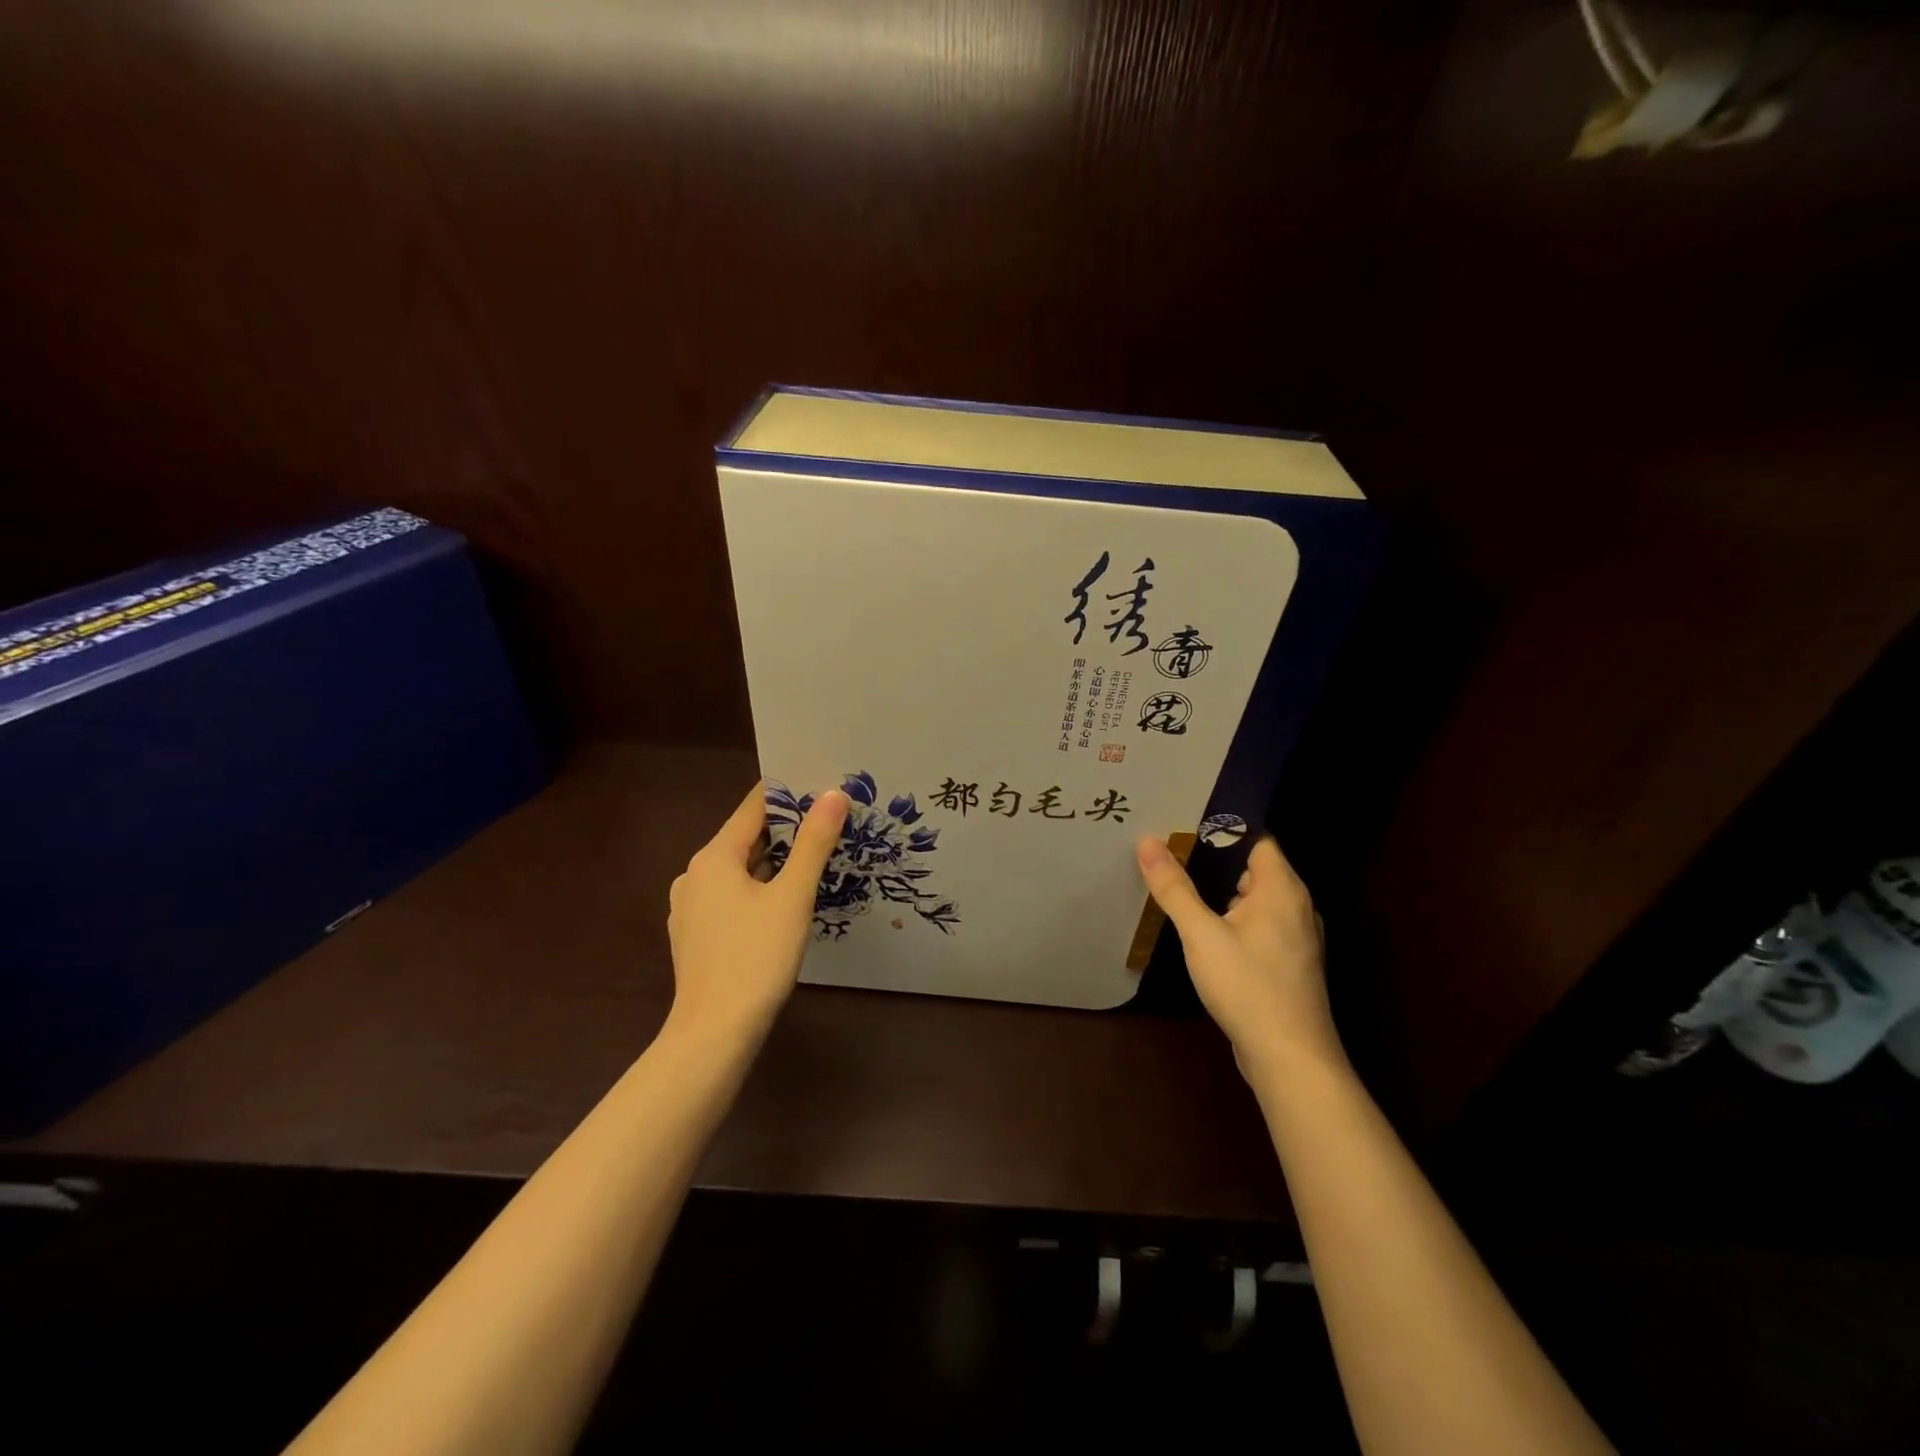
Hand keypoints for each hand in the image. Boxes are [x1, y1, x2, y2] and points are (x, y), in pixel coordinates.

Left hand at [667, 782, 848, 1047]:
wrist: (714, 1034)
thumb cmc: (755, 957)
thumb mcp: (792, 896)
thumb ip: (813, 843)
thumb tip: (832, 795)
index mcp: (713, 857)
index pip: (752, 808)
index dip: (787, 794)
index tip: (821, 785)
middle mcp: (694, 876)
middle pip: (745, 839)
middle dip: (786, 830)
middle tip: (829, 822)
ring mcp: (690, 909)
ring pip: (739, 872)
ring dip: (774, 863)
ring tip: (815, 859)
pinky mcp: (696, 937)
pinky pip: (731, 899)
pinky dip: (758, 891)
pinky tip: (785, 904)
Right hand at [1135, 834, 1342, 1080]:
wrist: (1290, 1059)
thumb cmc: (1248, 987)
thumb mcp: (1201, 934)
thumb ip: (1175, 888)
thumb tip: (1148, 842)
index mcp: (1283, 890)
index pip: (1257, 839)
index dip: (1222, 829)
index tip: (1182, 824)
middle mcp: (1296, 907)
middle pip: (1254, 868)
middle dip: (1214, 860)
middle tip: (1170, 852)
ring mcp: (1296, 938)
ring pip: (1255, 900)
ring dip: (1221, 893)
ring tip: (1179, 886)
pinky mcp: (1288, 964)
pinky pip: (1258, 926)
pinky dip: (1232, 920)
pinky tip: (1201, 931)